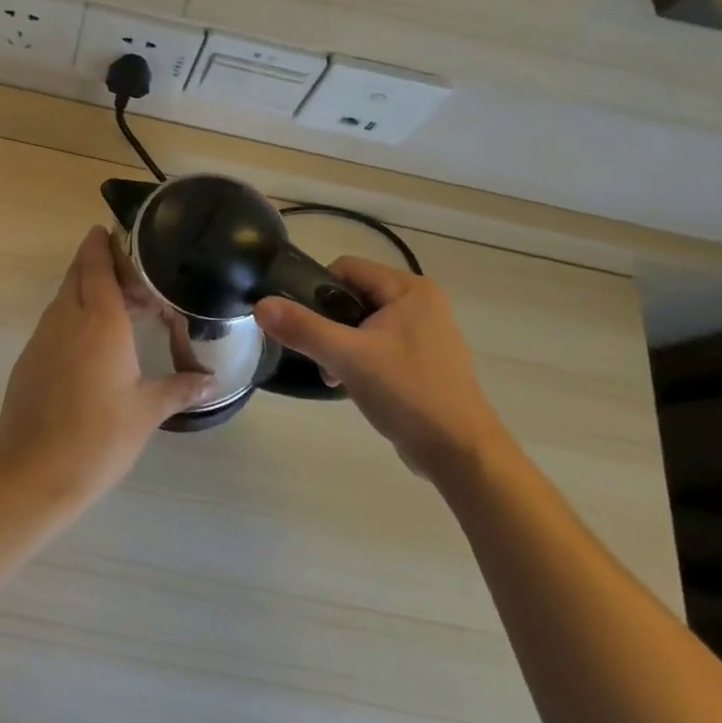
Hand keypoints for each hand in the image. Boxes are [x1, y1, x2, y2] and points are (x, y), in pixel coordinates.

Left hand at [0, 227, 213, 508]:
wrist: (34, 472)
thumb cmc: (99, 437)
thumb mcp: (147, 411)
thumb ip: (180, 388)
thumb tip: (213, 381)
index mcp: (100, 322)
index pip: (97, 267)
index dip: (101, 245)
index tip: (108, 230)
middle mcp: (67, 319)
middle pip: (77, 275)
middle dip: (96, 263)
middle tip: (127, 271)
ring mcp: (42, 338)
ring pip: (63, 298)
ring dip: (85, 291)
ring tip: (115, 306)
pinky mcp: (29, 359)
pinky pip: (53, 323)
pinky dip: (72, 316)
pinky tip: (90, 343)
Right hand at [256, 258, 507, 484]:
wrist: (461, 454)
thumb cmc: (408, 394)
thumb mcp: (348, 357)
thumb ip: (303, 328)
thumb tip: (260, 305)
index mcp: (410, 289)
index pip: (347, 268)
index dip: (317, 290)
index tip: (305, 323)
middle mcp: (421, 302)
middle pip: (354, 295)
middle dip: (330, 324)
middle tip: (320, 356)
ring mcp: (426, 332)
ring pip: (365, 323)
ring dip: (343, 345)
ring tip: (335, 376)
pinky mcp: (426, 360)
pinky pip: (380, 345)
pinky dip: (362, 360)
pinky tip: (355, 386)